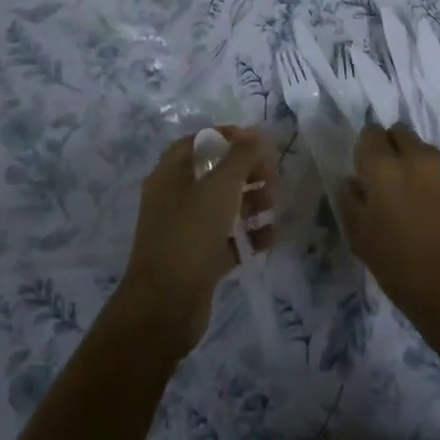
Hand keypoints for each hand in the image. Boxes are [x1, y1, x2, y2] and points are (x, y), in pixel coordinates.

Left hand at [116, 127, 276, 354]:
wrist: (165, 306)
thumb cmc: (190, 234)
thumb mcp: (220, 187)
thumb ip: (241, 156)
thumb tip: (256, 132)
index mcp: (170, 174)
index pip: (199, 142)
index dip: (228, 137)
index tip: (258, 142)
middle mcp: (174, 198)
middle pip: (214, 173)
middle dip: (246, 171)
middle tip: (273, 177)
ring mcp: (185, 230)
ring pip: (223, 206)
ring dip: (251, 201)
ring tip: (274, 204)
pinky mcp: (198, 260)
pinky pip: (227, 239)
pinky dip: (249, 235)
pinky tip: (271, 236)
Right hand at [337, 123, 439, 361]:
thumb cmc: (400, 268)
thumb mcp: (359, 237)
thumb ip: (350, 200)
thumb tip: (354, 181)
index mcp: (384, 168)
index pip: (370, 133)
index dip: (366, 150)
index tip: (367, 172)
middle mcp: (417, 158)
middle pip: (400, 132)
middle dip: (392, 149)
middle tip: (392, 182)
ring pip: (426, 151)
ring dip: (418, 165)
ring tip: (420, 200)